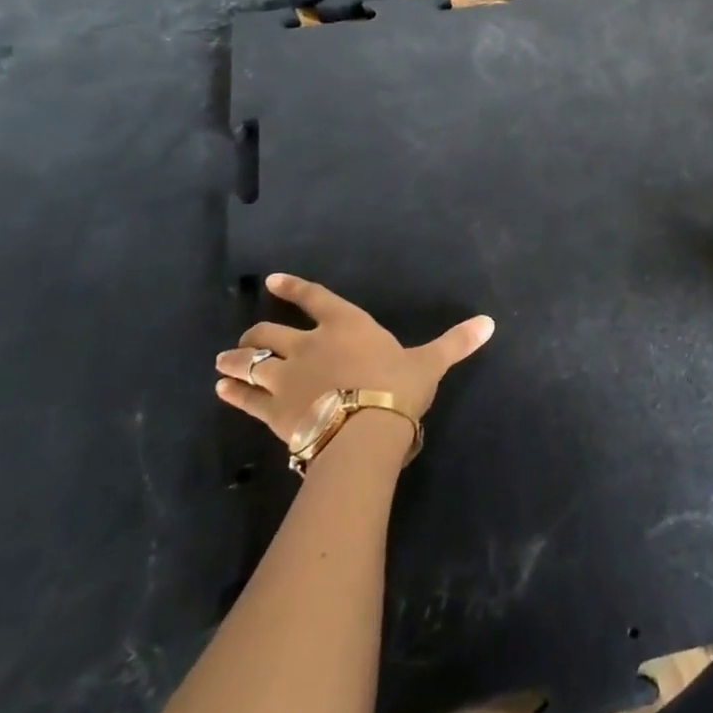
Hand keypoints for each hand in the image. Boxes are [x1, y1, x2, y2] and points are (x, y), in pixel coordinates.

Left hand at [214, 273, 493, 446]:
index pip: (314, 298)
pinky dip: (232, 393)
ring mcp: (286, 377)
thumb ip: (455, 342)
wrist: (365, 431)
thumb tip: (490, 322)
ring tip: (222, 362)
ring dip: (234, 361)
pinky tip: (222, 392)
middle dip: (255, 333)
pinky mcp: (273, 410)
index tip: (271, 282)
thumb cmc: (398, 387)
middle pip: (269, 332)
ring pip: (250, 363)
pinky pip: (245, 398)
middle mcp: (309, 344)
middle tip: (247, 338)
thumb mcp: (430, 362)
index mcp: (345, 325)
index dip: (292, 288)